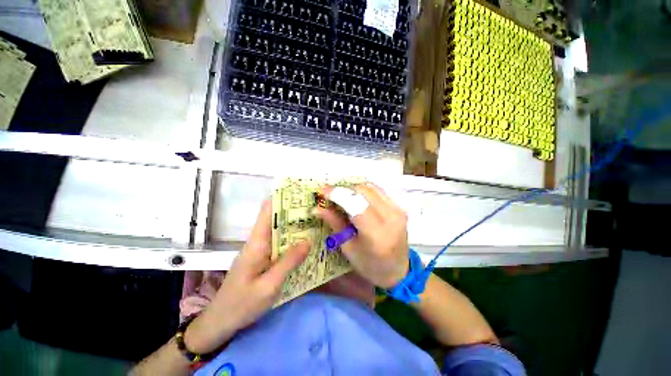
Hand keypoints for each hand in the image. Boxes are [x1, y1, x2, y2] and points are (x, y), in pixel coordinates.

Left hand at [184, 201, 308, 352]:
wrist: (220, 322)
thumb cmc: (242, 304)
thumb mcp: (269, 286)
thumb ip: (288, 262)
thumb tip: (307, 241)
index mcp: (257, 243)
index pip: (267, 212)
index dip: (282, 199)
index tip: (300, 194)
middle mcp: (259, 241)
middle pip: (277, 219)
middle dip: (295, 212)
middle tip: (317, 209)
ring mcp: (261, 250)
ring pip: (280, 231)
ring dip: (296, 227)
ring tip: (317, 222)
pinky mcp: (263, 258)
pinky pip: (280, 244)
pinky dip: (293, 241)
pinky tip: (307, 244)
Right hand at [314, 183, 408, 288]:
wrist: (399, 270)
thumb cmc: (370, 265)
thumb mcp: (348, 248)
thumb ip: (334, 223)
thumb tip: (316, 208)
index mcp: (376, 234)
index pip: (355, 205)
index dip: (337, 194)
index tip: (321, 190)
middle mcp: (391, 217)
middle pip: (362, 191)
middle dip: (343, 190)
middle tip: (330, 195)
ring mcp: (398, 210)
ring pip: (370, 187)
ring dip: (353, 189)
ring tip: (342, 196)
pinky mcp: (400, 207)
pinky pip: (378, 190)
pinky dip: (364, 191)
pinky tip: (356, 198)